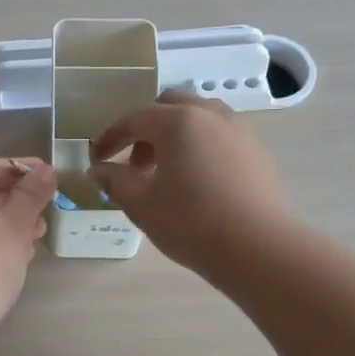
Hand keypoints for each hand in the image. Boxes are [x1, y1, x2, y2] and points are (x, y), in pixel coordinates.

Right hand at [89, 90, 292, 277]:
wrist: (259, 248)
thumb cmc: (191, 222)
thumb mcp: (141, 204)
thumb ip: (114, 181)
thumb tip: (98, 170)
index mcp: (178, 121)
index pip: (134, 119)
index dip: (109, 138)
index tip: (96, 160)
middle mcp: (210, 115)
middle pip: (168, 107)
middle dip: (145, 129)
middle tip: (133, 164)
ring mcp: (239, 131)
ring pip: (198, 117)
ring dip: (174, 134)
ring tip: (165, 170)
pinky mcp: (257, 152)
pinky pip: (220, 135)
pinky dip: (199, 145)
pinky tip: (195, 180)